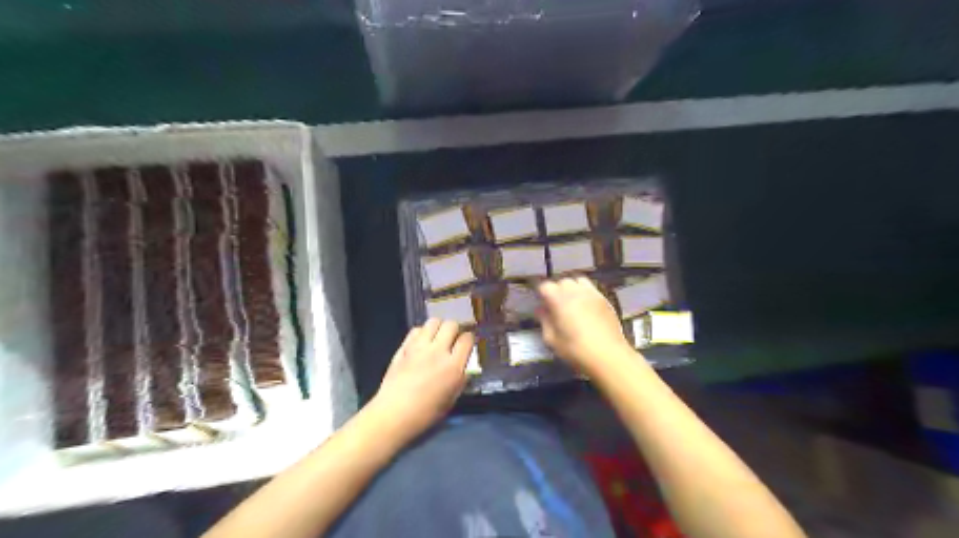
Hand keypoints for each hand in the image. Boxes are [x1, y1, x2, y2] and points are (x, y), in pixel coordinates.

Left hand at [369, 322, 470, 442]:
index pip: (467, 339)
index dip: (469, 339)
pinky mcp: (404, 347)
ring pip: (434, 322)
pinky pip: (416, 329)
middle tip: (452, 339)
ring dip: (438, 327)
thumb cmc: (426, 413)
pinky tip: (421, 342)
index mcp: (453, 366)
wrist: (394, 413)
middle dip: (454, 329)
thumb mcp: (452, 398)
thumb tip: (465, 366)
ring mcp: (419, 347)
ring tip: (437, 337)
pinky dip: (422, 332)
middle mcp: (438, 351)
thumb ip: (461, 378)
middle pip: (451, 325)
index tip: (466, 344)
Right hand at [536, 277, 635, 373]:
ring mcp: (592, 293)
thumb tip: (541, 310)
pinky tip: (585, 306)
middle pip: (562, 281)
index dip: (541, 294)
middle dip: (556, 290)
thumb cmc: (576, 350)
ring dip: (572, 288)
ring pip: (578, 281)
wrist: (609, 356)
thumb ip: (544, 321)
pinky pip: (591, 288)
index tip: (541, 304)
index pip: (545, 286)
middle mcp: (575, 291)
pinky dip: (585, 292)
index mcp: (559, 299)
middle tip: (555, 305)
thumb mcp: (552, 340)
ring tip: (571, 302)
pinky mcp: (604, 299)